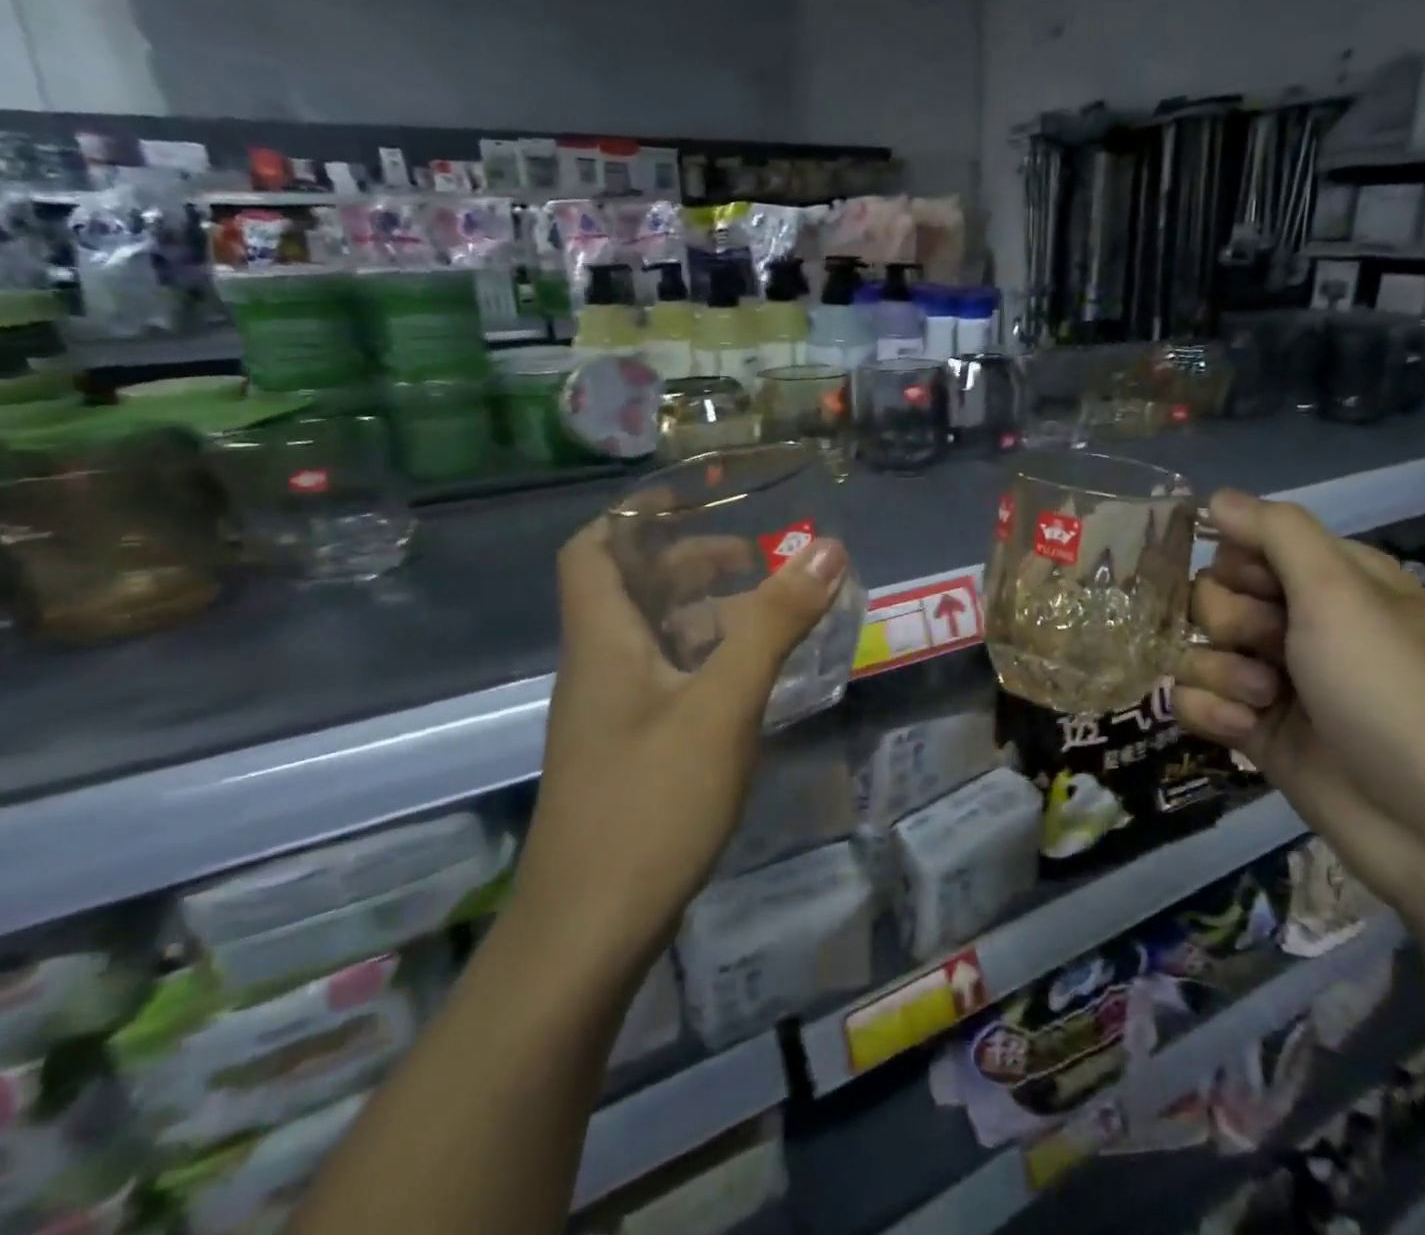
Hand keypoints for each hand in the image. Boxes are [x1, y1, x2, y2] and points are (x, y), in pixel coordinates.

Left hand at [513, 516, 849, 982]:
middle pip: (633, 589)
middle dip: (690, 562)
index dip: (637, 515)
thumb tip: (827, 548)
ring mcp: (615, 713)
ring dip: (706, 612)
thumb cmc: (651, 804)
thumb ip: (774, 624)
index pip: (594, 550)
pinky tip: (754, 677)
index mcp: (604, 642)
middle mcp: (601, 668)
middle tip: (755, 557)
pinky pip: (670, 679)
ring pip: (656, 637)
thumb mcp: (723, 704)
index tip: (695, 498)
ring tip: (770, 610)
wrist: (590, 933)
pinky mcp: (633, 750)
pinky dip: (709, 660)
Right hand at [1174, 490, 1424, 917]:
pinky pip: (1198, 700)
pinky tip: (1244, 733)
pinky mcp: (1256, 730)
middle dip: (1230, 621)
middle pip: (1216, 595)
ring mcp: (1277, 679)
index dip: (1240, 562)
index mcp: (1335, 582)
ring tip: (1263, 702)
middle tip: (1268, 646)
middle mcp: (1304, 625)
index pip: (1253, 545)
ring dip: (1222, 671)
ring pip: (1200, 647)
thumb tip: (1217, 494)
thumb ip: (1276, 533)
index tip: (1254, 583)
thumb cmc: (1388, 690)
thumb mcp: (1340, 593)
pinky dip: (1213, 713)